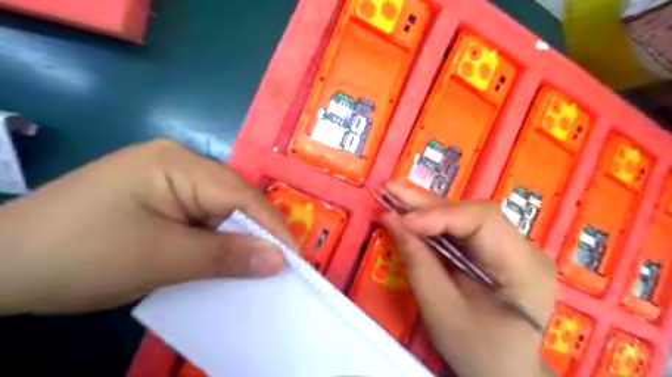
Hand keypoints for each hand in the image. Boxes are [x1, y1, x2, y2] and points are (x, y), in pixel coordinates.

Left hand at [0, 139, 295, 312]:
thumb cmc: (81, 255)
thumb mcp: (161, 258)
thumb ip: (226, 256)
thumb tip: (279, 260)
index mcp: (179, 163)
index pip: (241, 195)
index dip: (272, 227)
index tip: (296, 258)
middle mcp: (180, 162)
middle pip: (234, 199)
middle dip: (257, 232)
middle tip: (279, 264)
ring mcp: (169, 178)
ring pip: (221, 209)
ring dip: (237, 237)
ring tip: (256, 264)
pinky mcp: (161, 197)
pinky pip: (203, 216)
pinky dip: (217, 239)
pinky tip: (223, 255)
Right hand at [380, 185, 559, 376]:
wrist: (505, 372)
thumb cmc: (478, 351)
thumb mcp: (442, 311)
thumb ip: (418, 263)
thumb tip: (391, 220)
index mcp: (524, 267)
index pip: (482, 221)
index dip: (439, 215)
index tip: (402, 221)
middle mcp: (523, 248)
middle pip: (472, 213)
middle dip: (427, 204)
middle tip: (391, 190)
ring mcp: (511, 247)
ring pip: (464, 216)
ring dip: (426, 209)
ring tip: (395, 197)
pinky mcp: (495, 250)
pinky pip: (461, 229)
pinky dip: (433, 223)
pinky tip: (411, 214)